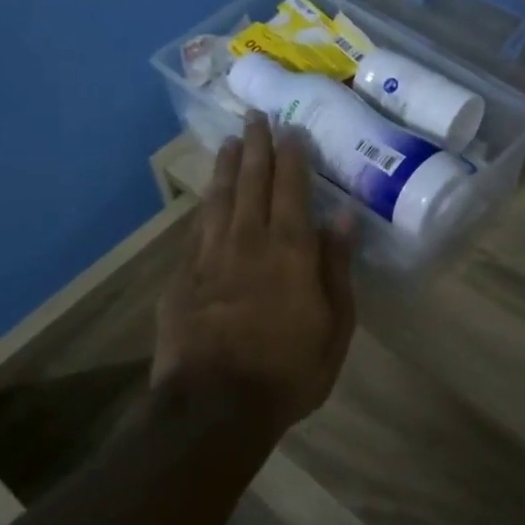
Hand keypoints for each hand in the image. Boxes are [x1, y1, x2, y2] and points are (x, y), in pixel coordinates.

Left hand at [153, 113, 356, 433]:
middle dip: (256, 146)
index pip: (291, 188)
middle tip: (255, 117)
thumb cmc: (288, 370)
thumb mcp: (334, 325)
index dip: (292, 155)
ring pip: (220, 198)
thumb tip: (342, 215)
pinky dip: (205, 206)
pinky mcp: (182, 277)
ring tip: (230, 142)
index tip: (291, 128)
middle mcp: (248, 241)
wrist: (214, 407)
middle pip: (252, 182)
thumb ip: (336, 266)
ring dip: (227, 167)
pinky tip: (208, 197)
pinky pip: (197, 229)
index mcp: (290, 250)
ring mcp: (210, 257)